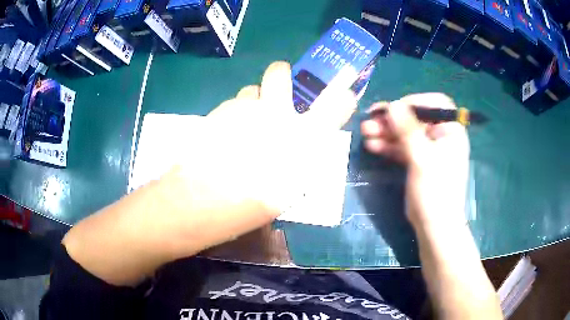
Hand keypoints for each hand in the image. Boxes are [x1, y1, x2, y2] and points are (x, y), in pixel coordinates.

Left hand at [161, 61, 356, 255]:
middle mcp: (278, 112)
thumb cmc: (258, 201)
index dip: (341, 93)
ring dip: (252, 100)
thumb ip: (301, 158)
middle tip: (277, 89)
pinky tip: (224, 135)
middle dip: (281, 74)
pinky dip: (232, 114)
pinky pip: (232, 104)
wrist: (212, 196)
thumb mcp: (292, 185)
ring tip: (244, 122)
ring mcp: (246, 107)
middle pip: (279, 72)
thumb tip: (300, 145)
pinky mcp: (221, 110)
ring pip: (251, 90)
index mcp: (304, 135)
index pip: (335, 103)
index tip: (343, 88)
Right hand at [361, 93, 469, 229]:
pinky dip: (389, 145)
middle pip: (415, 118)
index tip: (393, 109)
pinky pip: (403, 147)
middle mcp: (441, 136)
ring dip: (386, 132)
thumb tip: (393, 105)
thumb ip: (408, 130)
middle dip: (393, 120)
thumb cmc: (435, 191)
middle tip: (370, 121)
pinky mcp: (419, 161)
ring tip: (365, 132)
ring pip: (406, 133)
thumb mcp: (422, 159)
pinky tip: (372, 145)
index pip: (434, 104)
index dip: (413, 102)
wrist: (434, 225)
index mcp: (451, 131)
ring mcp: (429, 149)